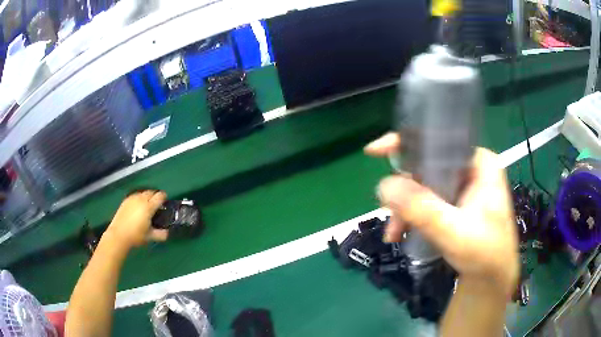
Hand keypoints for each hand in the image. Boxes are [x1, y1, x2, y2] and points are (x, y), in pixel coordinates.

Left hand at [105, 190, 168, 249]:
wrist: (119, 234)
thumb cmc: (136, 236)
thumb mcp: (150, 236)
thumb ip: (161, 234)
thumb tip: (167, 233)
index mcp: (148, 207)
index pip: (159, 196)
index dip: (164, 197)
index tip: (165, 201)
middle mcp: (141, 200)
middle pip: (151, 192)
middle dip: (155, 195)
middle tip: (157, 203)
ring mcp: (132, 199)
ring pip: (143, 193)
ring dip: (147, 196)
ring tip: (147, 204)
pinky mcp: (126, 200)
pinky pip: (135, 195)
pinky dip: (139, 198)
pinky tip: (138, 206)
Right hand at [365, 133, 518, 294]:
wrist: (491, 281)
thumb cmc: (485, 254)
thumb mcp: (455, 232)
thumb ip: (422, 209)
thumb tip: (383, 185)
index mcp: (480, 163)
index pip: (440, 141)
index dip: (407, 142)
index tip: (376, 151)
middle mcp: (470, 170)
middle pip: (427, 166)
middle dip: (403, 190)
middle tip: (387, 211)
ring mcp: (462, 188)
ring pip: (423, 186)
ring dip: (404, 209)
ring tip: (394, 234)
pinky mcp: (454, 205)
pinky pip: (426, 202)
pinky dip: (411, 217)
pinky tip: (401, 234)